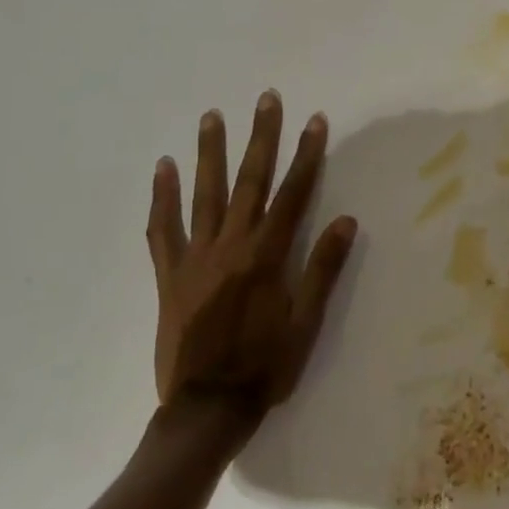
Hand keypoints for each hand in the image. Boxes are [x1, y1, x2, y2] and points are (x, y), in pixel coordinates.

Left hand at [147, 92, 356, 428]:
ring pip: (203, 194)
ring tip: (212, 116)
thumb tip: (345, 220)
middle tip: (265, 99)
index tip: (315, 121)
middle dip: (260, 137)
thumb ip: (322, 270)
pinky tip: (164, 168)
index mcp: (266, 257)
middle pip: (249, 181)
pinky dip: (162, 197)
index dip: (306, 156)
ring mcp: (195, 258)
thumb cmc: (264, 366)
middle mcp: (230, 247)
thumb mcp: (306, 324)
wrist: (206, 409)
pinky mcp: (169, 275)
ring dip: (210, 152)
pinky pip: (163, 229)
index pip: (293, 194)